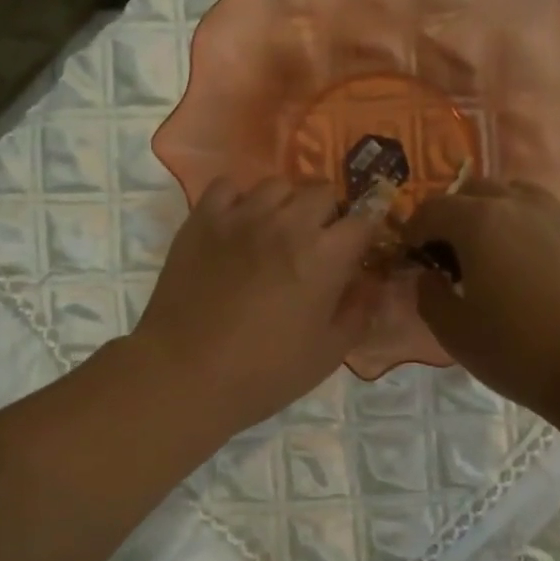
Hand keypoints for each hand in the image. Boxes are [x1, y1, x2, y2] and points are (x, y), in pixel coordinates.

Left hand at [133, 177, 381, 432]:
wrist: (187, 375)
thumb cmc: (265, 373)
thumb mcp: (328, 354)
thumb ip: (359, 313)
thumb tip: (372, 285)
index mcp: (324, 256)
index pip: (363, 220)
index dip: (366, 234)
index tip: (359, 252)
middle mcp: (287, 224)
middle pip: (323, 192)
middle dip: (329, 215)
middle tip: (318, 246)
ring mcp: (241, 216)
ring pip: (277, 185)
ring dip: (287, 205)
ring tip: (277, 233)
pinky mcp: (202, 219)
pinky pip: (229, 187)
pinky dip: (240, 201)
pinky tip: (238, 227)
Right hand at [402, 179, 559, 411]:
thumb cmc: (520, 352)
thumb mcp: (455, 333)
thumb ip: (429, 296)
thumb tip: (429, 276)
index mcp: (479, 223)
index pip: (432, 208)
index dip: (414, 230)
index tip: (413, 255)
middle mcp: (521, 204)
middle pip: (476, 190)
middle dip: (455, 215)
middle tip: (452, 254)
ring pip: (519, 196)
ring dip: (497, 215)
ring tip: (497, 254)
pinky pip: (553, 216)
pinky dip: (533, 229)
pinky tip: (538, 265)